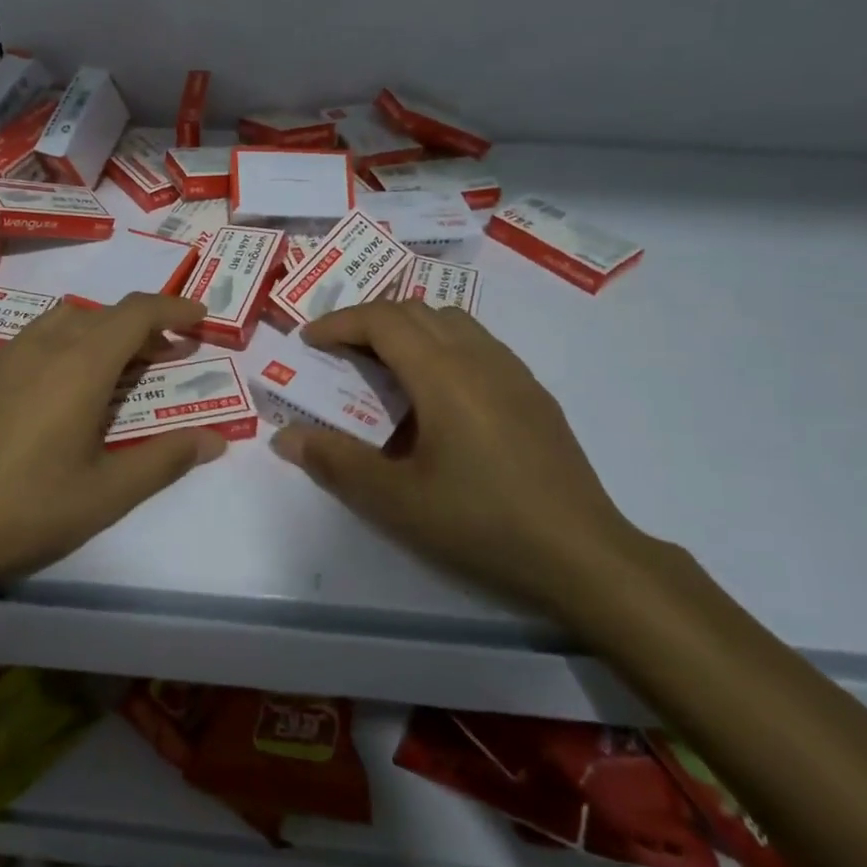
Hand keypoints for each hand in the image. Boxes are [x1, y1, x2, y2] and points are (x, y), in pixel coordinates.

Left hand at [0, 293, 224, 592]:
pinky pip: (26, 344)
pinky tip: (52, 396)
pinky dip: (57, 350)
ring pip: (60, 322)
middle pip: (101, 314)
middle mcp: (40, 346)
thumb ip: (167, 459)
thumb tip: (215, 439)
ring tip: (111, 372)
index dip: (173, 308)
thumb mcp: (109, 492)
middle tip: (164, 357)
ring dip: (97, 333)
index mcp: (79, 365)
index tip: (199, 317)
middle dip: (140, 326)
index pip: (136, 312)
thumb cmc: (30, 511)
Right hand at [269, 301, 656, 621]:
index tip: (308, 342)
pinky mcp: (534, 395)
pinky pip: (478, 345)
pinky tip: (437, 396)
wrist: (582, 555)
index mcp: (443, 374)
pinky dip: (441, 347)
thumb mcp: (396, 500)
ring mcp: (514, 373)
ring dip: (408, 330)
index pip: (383, 320)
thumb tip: (284, 438)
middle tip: (338, 354)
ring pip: (451, 322)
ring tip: (383, 369)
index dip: (339, 323)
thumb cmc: (481, 523)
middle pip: (416, 311)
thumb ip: (336, 462)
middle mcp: (480, 358)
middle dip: (368, 321)